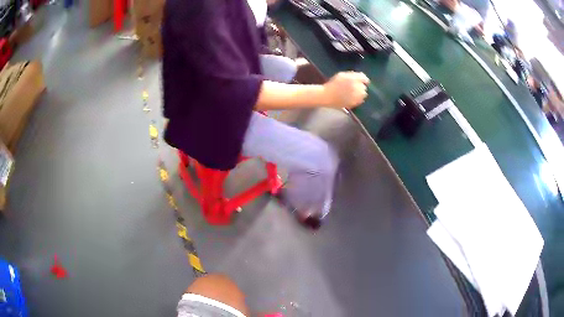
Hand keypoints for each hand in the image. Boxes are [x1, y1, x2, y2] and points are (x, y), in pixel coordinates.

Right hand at [323, 72, 369, 108]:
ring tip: (353, 93)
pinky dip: (357, 99)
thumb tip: (361, 76)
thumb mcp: (342, 75)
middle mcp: (356, 87)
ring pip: (363, 94)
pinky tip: (351, 98)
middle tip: (353, 87)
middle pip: (364, 87)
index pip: (364, 79)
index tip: (361, 81)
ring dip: (360, 93)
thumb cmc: (332, 84)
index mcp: (353, 79)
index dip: (363, 80)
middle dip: (360, 87)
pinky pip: (360, 101)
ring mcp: (356, 96)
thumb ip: (352, 75)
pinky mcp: (354, 103)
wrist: (326, 96)